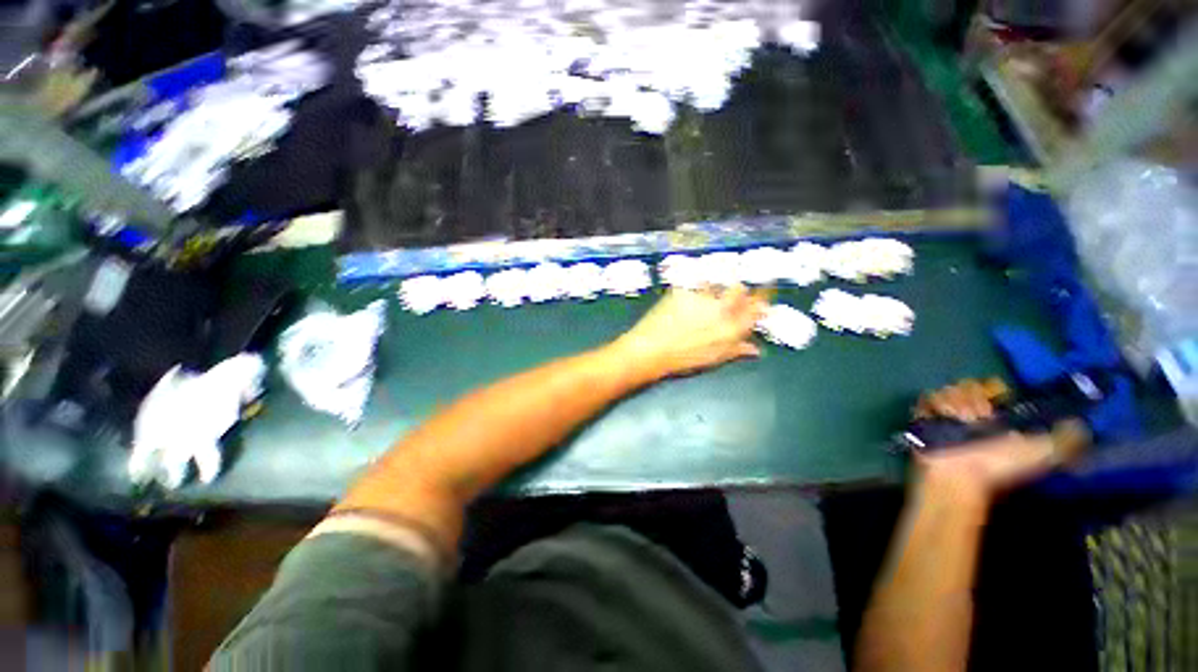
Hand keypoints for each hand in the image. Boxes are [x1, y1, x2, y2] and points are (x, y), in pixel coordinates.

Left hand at [614, 285, 767, 379]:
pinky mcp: (683, 290)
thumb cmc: (683, 359)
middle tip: (727, 298)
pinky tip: (682, 302)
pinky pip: (693, 285)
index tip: (759, 299)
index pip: (756, 308)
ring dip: (714, 289)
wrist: (651, 349)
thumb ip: (736, 350)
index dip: (760, 301)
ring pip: (716, 284)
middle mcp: (720, 308)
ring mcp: (700, 297)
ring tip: (701, 300)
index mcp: (731, 328)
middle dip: (737, 291)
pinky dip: (692, 290)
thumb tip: (755, 349)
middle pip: (738, 289)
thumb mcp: (714, 358)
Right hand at [913, 380, 1088, 499]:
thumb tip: (1083, 421)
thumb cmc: (1000, 465)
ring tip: (956, 421)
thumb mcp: (1044, 454)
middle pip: (968, 384)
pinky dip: (933, 406)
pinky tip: (939, 418)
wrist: (960, 476)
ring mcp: (946, 415)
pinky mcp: (923, 417)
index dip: (994, 390)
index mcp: (999, 417)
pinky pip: (927, 398)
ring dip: (953, 404)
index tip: (995, 402)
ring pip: (948, 390)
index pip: (993, 386)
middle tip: (975, 418)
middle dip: (972, 398)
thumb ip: (1066, 439)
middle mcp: (973, 413)